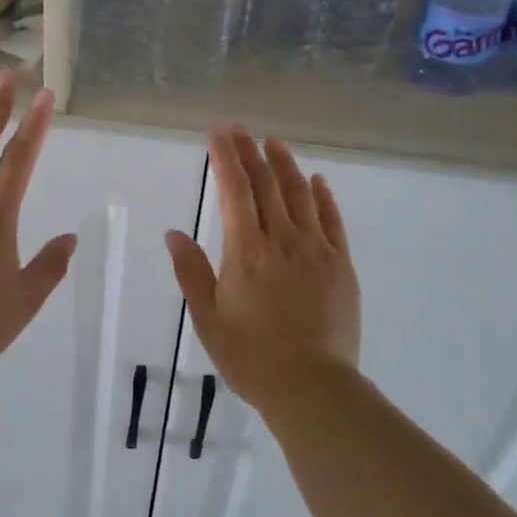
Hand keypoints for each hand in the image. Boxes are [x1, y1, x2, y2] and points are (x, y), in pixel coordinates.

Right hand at [164, 126, 359, 412]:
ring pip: (300, 195)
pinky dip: (323, 196)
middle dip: (251, 152)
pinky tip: (317, 181)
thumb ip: (192, 272)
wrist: (313, 387)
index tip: (219, 134)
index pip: (234, 191)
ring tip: (274, 144)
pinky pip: (332, 220)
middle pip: (266, 185)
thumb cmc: (251, 357)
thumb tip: (175, 233)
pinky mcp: (341, 264)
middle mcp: (283, 240)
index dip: (226, 159)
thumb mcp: (208, 319)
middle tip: (240, 129)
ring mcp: (317, 249)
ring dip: (286, 165)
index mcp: (246, 251)